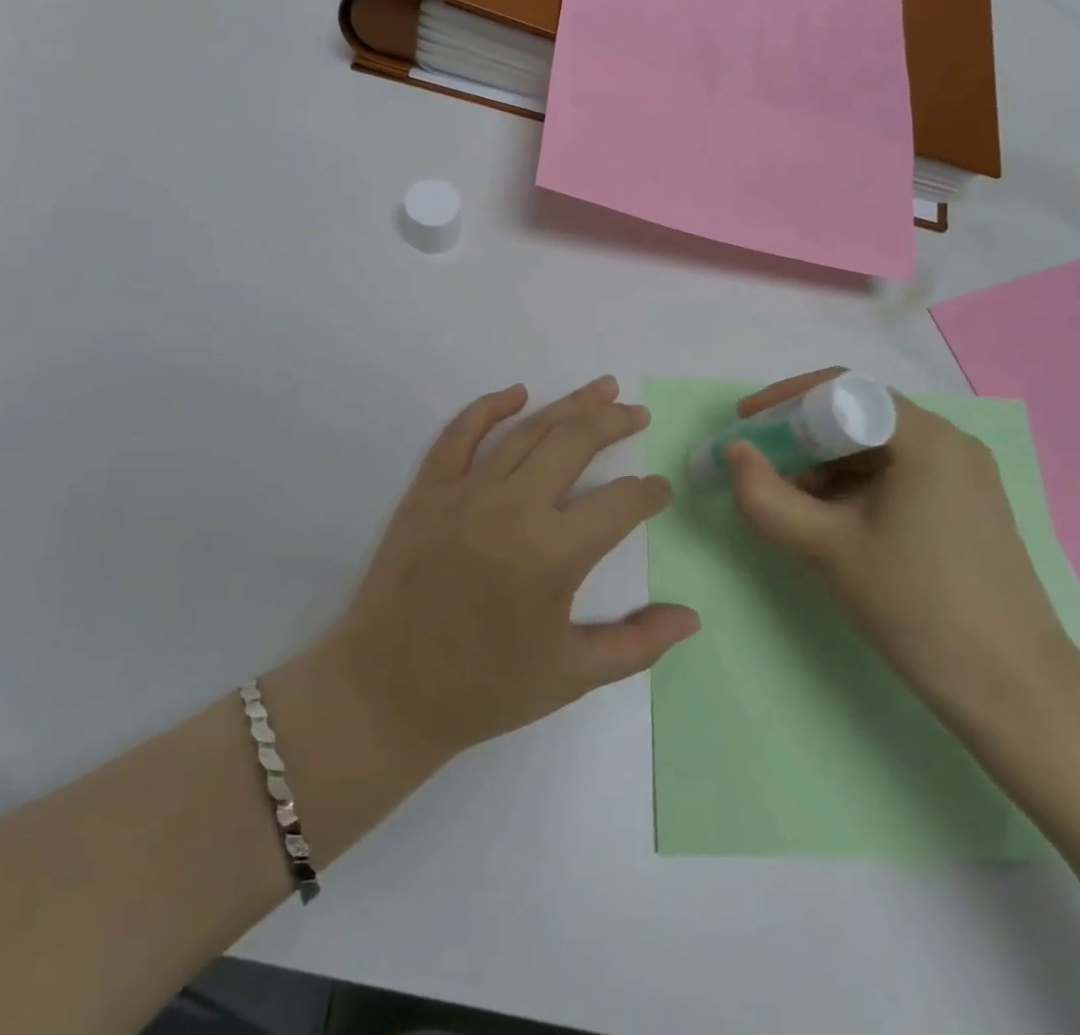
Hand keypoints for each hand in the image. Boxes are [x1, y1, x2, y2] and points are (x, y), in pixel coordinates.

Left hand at [322, 376, 697, 763]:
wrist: (387, 692)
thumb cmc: (484, 689)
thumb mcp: (571, 676)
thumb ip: (638, 644)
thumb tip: (692, 618)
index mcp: (554, 555)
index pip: (620, 504)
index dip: (649, 494)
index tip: (660, 490)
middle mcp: (513, 509)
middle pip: (575, 443)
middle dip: (615, 422)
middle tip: (638, 413)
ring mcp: (466, 493)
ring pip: (527, 431)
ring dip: (569, 405)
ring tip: (602, 388)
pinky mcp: (428, 490)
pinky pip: (459, 435)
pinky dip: (488, 408)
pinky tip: (517, 393)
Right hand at [724, 369, 1074, 716]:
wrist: (1013, 689)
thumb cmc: (917, 605)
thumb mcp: (828, 548)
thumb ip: (768, 497)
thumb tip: (734, 454)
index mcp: (925, 439)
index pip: (842, 389)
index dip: (784, 401)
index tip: (744, 425)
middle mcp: (949, 443)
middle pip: (857, 416)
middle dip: (799, 437)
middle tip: (758, 469)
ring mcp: (962, 476)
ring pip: (874, 448)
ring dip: (822, 465)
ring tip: (786, 503)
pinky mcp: (963, 507)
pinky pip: (895, 475)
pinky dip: (852, 487)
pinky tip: (827, 521)